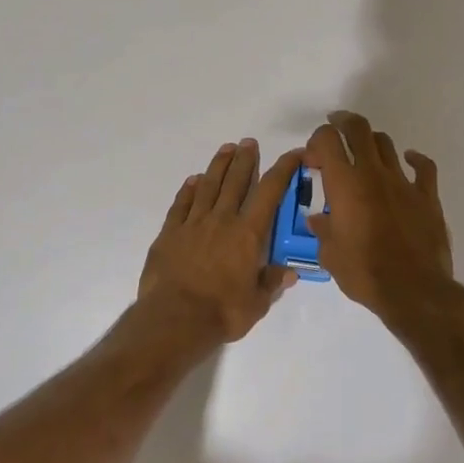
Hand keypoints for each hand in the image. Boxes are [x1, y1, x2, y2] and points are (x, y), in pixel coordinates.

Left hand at [137, 138, 301, 345]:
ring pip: (208, 186)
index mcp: (248, 234)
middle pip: (236, 182)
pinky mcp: (169, 233)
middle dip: (246, 160)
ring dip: (219, 166)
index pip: (270, 192)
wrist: (174, 319)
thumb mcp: (257, 304)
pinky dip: (188, 190)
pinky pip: (181, 204)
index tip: (294, 153)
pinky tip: (193, 180)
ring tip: (226, 149)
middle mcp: (222, 220)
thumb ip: (272, 283)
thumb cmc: (222, 313)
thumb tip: (290, 272)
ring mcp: (193, 224)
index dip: (283, 169)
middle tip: (250, 142)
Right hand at [303, 111, 457, 324]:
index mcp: (345, 184)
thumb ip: (323, 230)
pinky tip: (409, 160)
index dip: (317, 140)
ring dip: (371, 142)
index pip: (327, 140)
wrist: (414, 290)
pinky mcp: (427, 196)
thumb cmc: (364, 273)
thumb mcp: (330, 255)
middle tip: (335, 127)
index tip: (312, 159)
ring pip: (386, 144)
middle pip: (358, 129)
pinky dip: (414, 159)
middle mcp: (373, 174)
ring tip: (364, 151)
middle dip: (343, 122)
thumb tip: (318, 220)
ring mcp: (403, 182)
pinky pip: (423, 167)